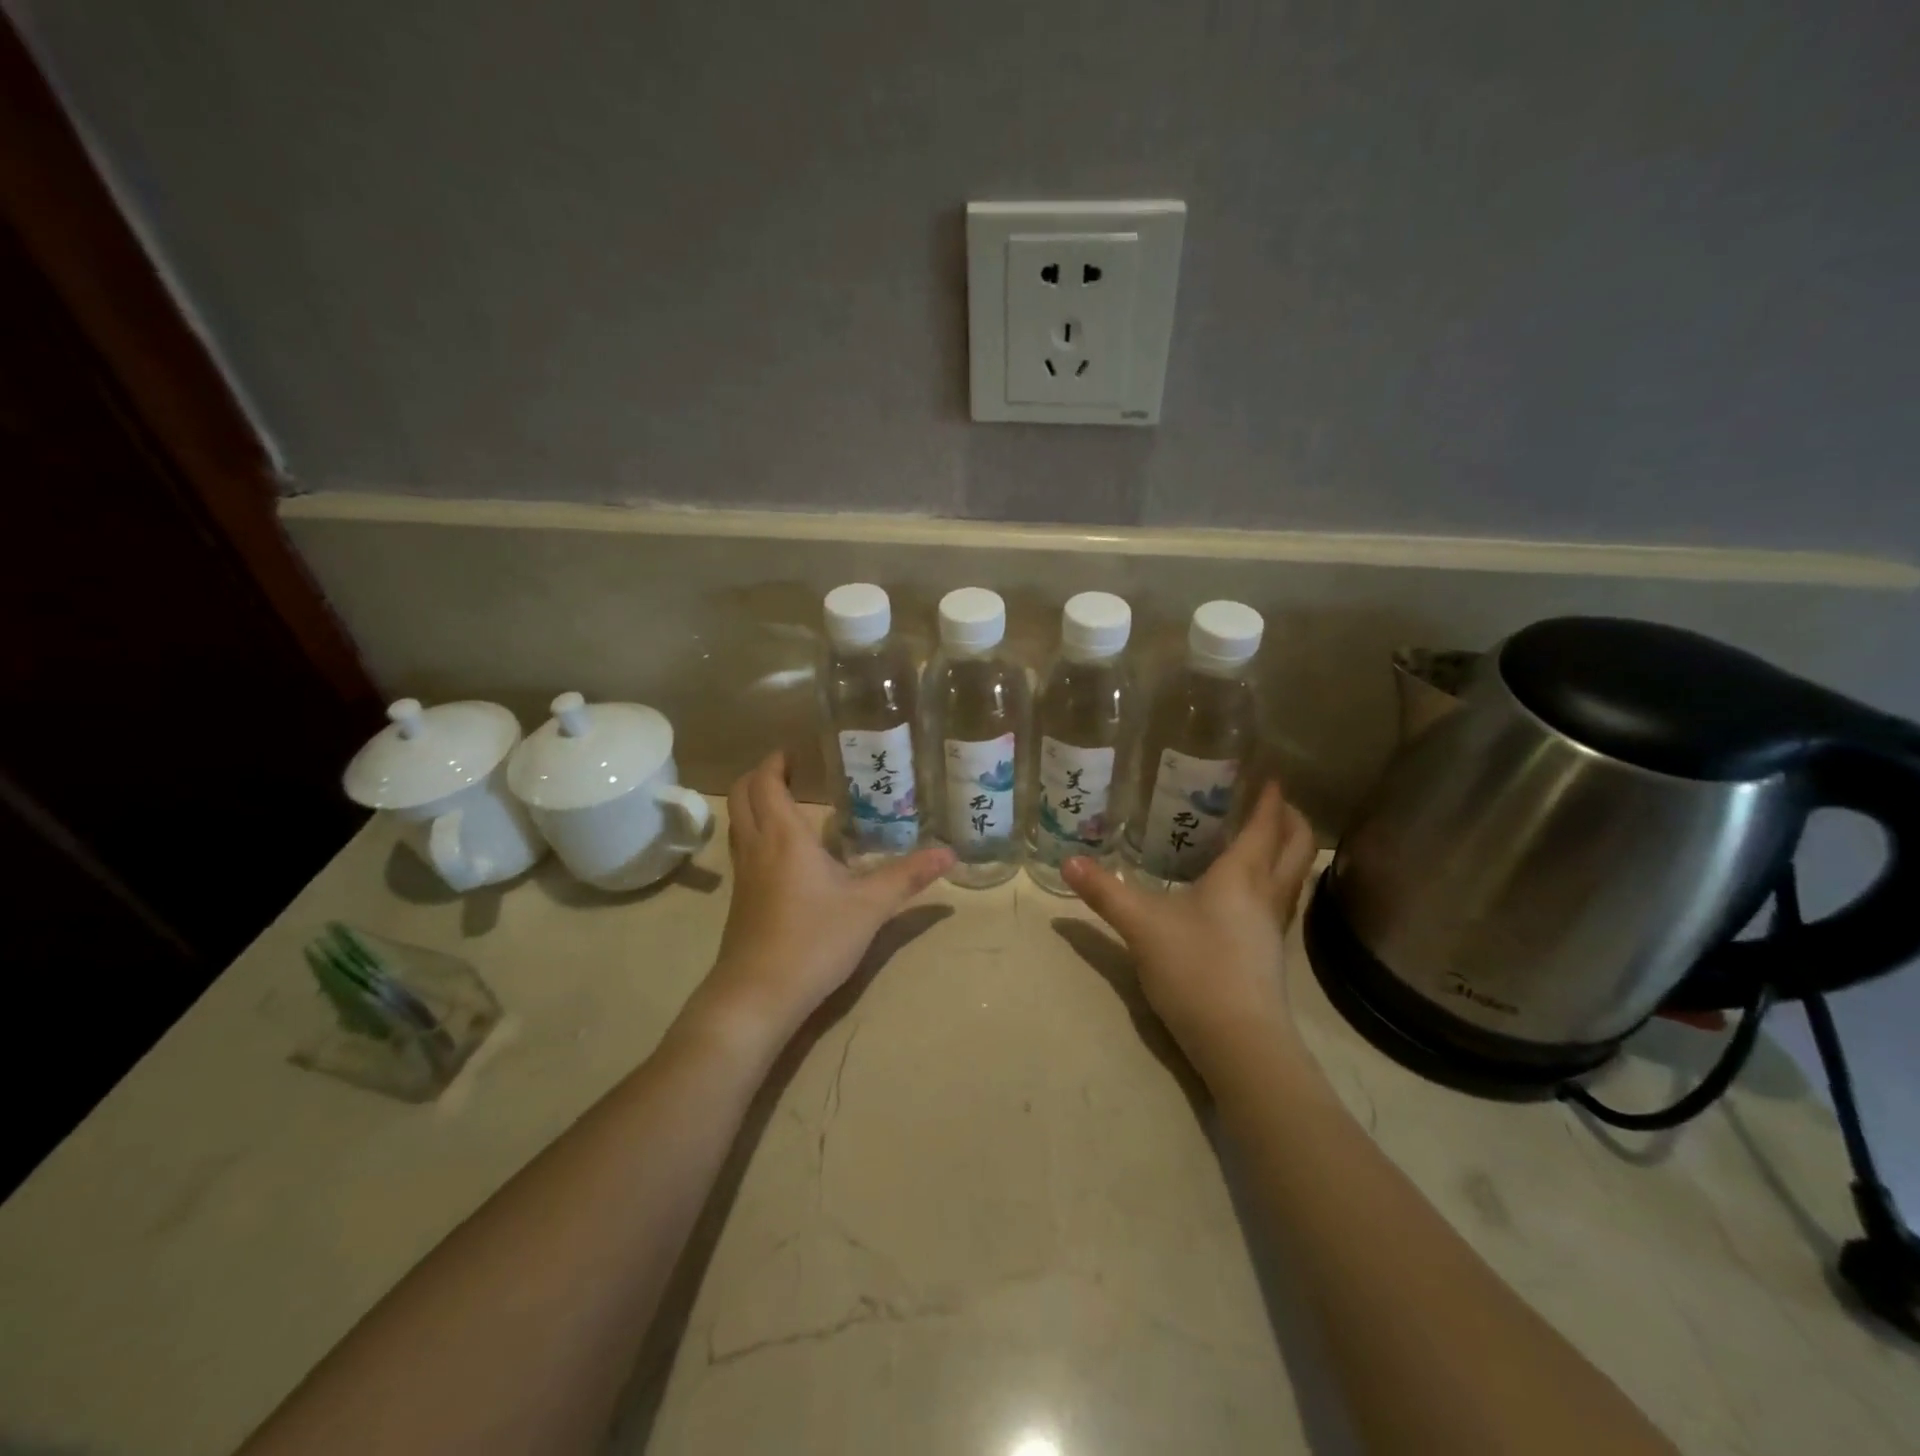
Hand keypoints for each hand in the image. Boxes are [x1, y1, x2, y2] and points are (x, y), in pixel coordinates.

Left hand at [703, 752, 951, 1039]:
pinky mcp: (741, 900)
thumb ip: (908, 876)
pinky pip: (743, 848)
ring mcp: (743, 875)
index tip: (795, 751)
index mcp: (783, 836)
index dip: (775, 761)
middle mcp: (756, 847)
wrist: (758, 995)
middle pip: (741, 796)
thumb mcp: (869, 907)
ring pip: (738, 823)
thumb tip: (949, 853)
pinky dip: (756, 832)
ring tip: (789, 803)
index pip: (765, 782)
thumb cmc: (814, 940)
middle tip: (791, 771)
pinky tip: (785, 852)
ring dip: (754, 803)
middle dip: (759, 776)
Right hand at [1062, 783, 1317, 1077]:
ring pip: (1294, 876)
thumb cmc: (1195, 968)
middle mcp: (1267, 894)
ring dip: (1288, 850)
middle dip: (1291, 820)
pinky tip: (1248, 892)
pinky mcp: (1270, 954)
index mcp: (1242, 876)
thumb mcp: (1140, 925)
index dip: (1269, 799)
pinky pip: (1282, 900)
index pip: (1265, 826)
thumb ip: (1104, 891)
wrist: (1239, 1041)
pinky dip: (1275, 879)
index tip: (1269, 775)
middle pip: (1296, 847)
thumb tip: (1068, 861)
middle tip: (1273, 801)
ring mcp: (1274, 927)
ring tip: (1264, 838)